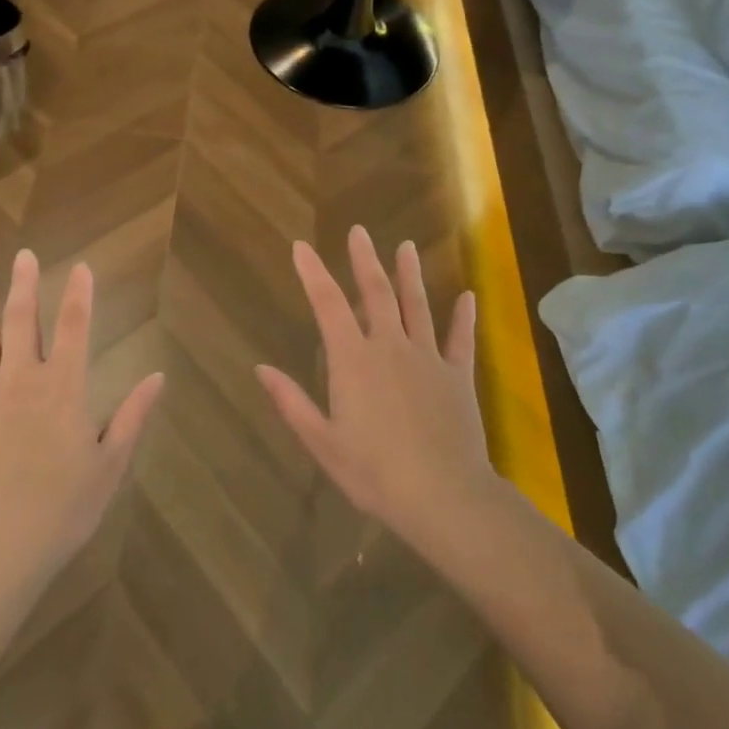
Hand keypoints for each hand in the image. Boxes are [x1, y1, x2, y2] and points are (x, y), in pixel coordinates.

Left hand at [0, 251, 162, 598]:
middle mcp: (20, 383)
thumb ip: (132, 417)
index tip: (80, 266)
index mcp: (62, 390)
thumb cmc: (60, 511)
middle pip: (21, 323)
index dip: (79, 295)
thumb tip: (157, 376)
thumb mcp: (108, 467)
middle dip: (24, 286)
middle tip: (22, 254)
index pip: (73, 329)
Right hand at [257, 227, 495, 555]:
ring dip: (410, 275)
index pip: (327, 304)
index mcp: (353, 360)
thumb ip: (291, 402)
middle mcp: (390, 347)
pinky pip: (460, 340)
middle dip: (364, 260)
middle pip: (376, 293)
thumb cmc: (374, 473)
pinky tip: (468, 296)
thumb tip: (260, 368)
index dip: (313, 272)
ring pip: (417, 306)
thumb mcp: (322, 442)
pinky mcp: (457, 376)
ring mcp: (427, 358)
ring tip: (407, 247)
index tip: (301, 246)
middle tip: (359, 231)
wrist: (444, 496)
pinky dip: (463, 318)